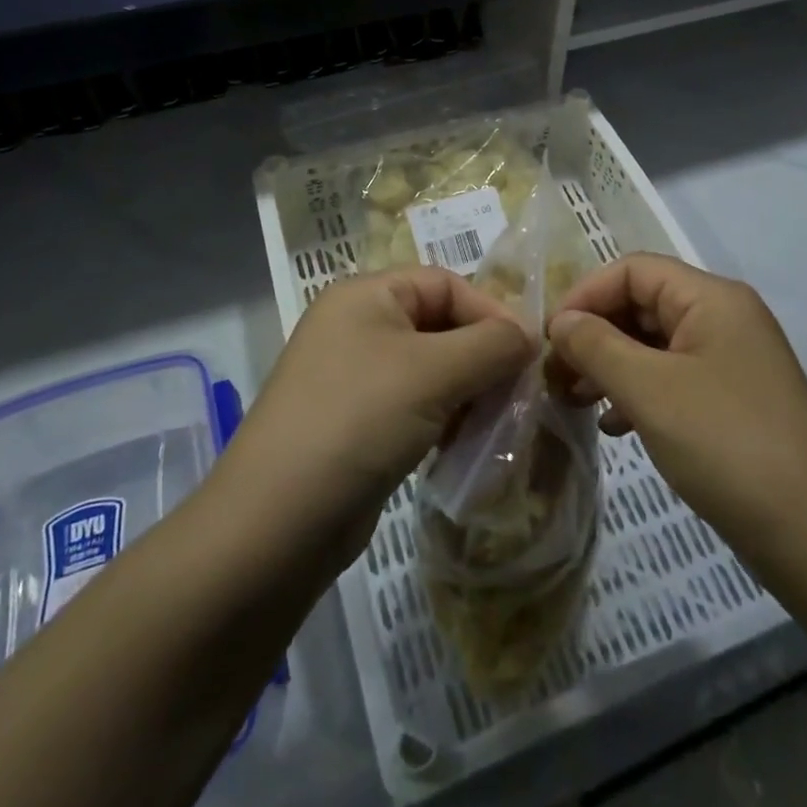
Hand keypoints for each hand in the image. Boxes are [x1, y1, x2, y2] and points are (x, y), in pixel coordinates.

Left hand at [226, 268, 533, 553]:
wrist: (277, 523)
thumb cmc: (359, 420)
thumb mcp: (434, 372)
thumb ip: (492, 345)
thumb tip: (529, 335)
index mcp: (366, 295)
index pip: (445, 284)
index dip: (490, 312)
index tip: (529, 353)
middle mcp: (357, 326)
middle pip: (439, 326)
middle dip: (483, 357)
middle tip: (519, 393)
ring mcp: (354, 377)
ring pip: (431, 370)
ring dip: (469, 391)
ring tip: (497, 423)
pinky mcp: (357, 424)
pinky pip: (415, 405)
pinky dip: (444, 418)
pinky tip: (463, 445)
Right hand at [549, 254, 806, 566]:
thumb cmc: (728, 447)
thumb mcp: (650, 391)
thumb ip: (597, 346)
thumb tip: (561, 321)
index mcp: (712, 298)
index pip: (633, 270)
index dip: (586, 295)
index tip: (549, 339)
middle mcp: (725, 318)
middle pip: (643, 304)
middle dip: (595, 334)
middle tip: (556, 376)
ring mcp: (732, 362)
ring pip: (655, 345)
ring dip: (611, 366)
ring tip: (576, 401)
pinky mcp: (733, 403)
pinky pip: (673, 380)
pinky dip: (638, 394)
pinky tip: (615, 427)